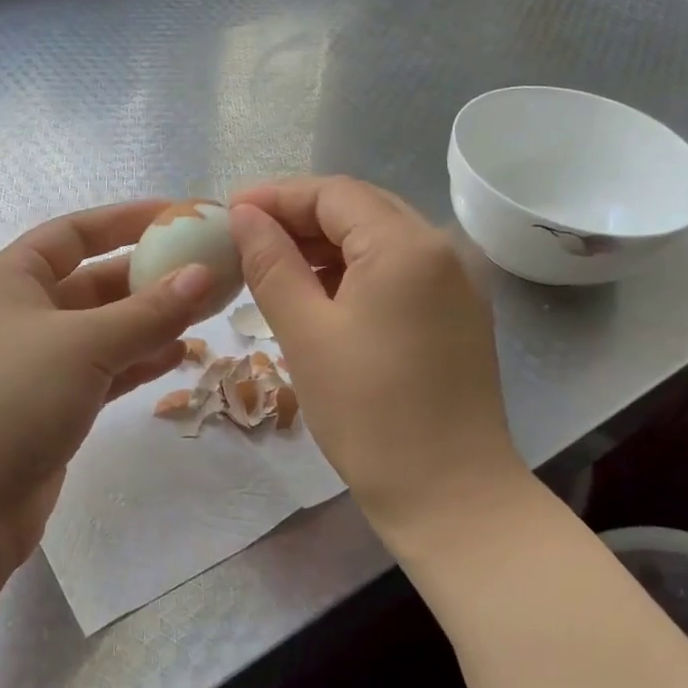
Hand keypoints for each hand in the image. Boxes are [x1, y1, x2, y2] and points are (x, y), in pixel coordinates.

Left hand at [0, 200, 212, 568]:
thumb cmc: (9, 399)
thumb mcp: (84, 344)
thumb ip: (148, 310)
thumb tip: (203, 274)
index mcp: (10, 280)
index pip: (73, 232)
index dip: (125, 219)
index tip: (178, 215)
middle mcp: (20, 315)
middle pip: (93, 282)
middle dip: (147, 276)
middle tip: (205, 272)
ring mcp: (33, 366)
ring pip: (102, 331)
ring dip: (149, 322)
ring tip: (203, 314)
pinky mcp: (48, 410)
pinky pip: (102, 372)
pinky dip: (137, 362)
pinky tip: (177, 357)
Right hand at [229, 176, 527, 551]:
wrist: (450, 494)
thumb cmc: (368, 414)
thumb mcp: (306, 334)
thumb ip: (272, 264)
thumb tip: (245, 216)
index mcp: (406, 245)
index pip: (333, 193)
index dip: (277, 196)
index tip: (228, 212)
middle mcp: (442, 248)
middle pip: (360, 208)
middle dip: (300, 217)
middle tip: (246, 238)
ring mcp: (457, 281)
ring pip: (380, 239)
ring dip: (326, 245)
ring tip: (274, 266)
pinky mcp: (458, 312)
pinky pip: (399, 270)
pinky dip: (355, 271)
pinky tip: (320, 293)